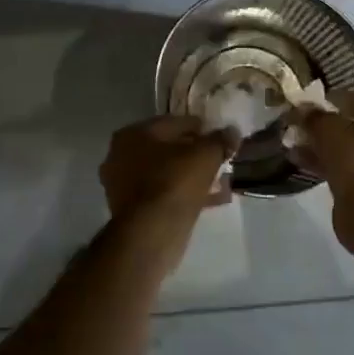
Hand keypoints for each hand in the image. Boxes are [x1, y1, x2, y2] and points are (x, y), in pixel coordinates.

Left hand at [100, 115, 234, 220]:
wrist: (151, 232)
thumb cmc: (174, 182)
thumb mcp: (205, 155)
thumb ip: (219, 140)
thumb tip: (232, 132)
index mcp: (133, 134)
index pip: (172, 123)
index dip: (199, 127)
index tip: (220, 136)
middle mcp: (121, 156)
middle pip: (167, 149)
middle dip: (195, 154)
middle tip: (220, 158)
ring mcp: (124, 185)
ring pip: (166, 173)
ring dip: (192, 176)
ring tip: (221, 180)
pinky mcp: (132, 210)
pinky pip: (164, 194)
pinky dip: (185, 194)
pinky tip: (213, 199)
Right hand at [292, 91, 353, 201]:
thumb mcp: (332, 130)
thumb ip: (315, 117)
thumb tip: (301, 110)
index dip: (339, 99)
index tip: (315, 100)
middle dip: (328, 128)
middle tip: (303, 125)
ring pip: (352, 154)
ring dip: (324, 149)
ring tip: (295, 144)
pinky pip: (349, 174)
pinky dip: (327, 167)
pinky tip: (301, 163)